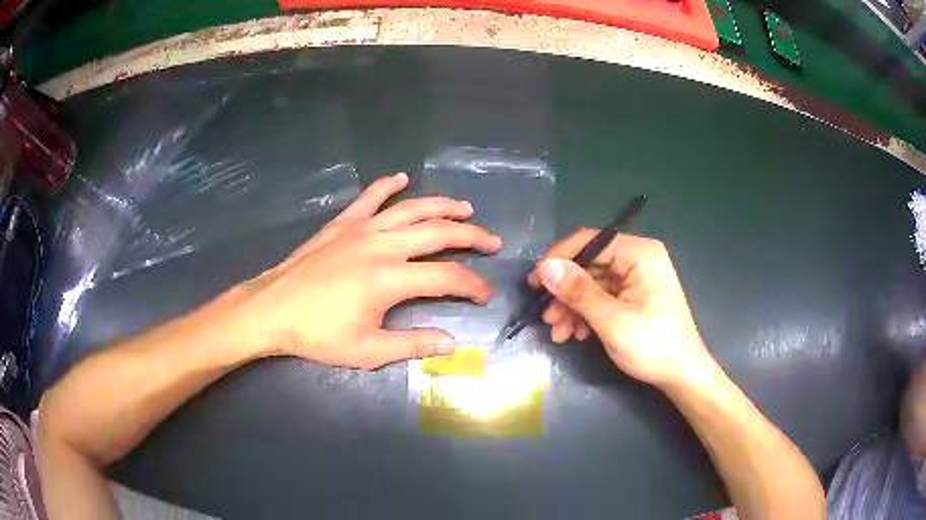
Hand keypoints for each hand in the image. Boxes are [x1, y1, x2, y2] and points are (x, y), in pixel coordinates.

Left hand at [231, 172, 501, 368]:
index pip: (448, 276)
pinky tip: (401, 178)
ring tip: (466, 208)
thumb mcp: (368, 350)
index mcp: (390, 279)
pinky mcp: (342, 223)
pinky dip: (387, 185)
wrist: (272, 309)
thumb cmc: (318, 334)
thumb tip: (452, 343)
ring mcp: (361, 228)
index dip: (473, 285)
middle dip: (472, 236)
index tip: (485, 295)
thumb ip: (413, 343)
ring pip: (412, 209)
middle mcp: (382, 245)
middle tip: (492, 241)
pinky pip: (370, 197)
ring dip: (442, 206)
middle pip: (439, 233)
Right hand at [529, 230, 715, 388]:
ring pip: (592, 284)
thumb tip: (545, 268)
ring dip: (572, 307)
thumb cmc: (652, 345)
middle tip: (546, 317)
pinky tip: (576, 334)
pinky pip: (602, 297)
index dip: (559, 259)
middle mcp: (638, 259)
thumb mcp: (611, 320)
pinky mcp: (633, 296)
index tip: (536, 283)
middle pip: (589, 265)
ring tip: (558, 333)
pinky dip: (586, 314)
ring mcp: (636, 278)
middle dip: (565, 292)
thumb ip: (578, 292)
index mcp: (639, 254)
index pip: (590, 241)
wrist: (681, 375)